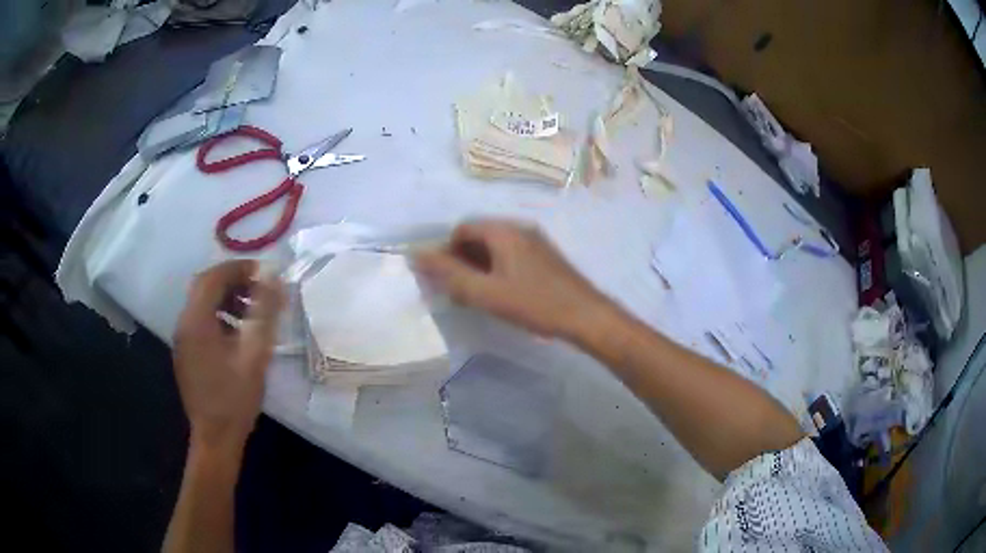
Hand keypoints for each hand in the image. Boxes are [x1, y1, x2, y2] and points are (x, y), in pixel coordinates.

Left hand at [172, 260, 284, 455]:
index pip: (213, 276)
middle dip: (233, 281)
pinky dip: (220, 315)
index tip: (265, 273)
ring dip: (226, 298)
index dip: (239, 268)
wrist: (216, 437)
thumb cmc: (235, 397)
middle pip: (205, 286)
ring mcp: (183, 339)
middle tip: (260, 289)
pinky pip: (201, 321)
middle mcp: (184, 324)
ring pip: (202, 304)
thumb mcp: (255, 353)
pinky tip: (238, 334)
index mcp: (196, 321)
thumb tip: (273, 277)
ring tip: (252, 311)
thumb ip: (264, 312)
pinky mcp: (186, 353)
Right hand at [413, 220, 614, 338]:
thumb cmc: (534, 303)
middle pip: (479, 235)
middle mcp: (520, 228)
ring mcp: (536, 241)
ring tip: (478, 295)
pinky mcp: (546, 256)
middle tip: (459, 290)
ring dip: (479, 266)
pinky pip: (511, 254)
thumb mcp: (486, 293)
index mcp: (504, 231)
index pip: (462, 229)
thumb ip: (450, 275)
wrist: (586, 316)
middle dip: (462, 259)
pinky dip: (497, 269)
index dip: (446, 251)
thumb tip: (417, 255)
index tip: (445, 279)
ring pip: (495, 246)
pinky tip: (501, 293)